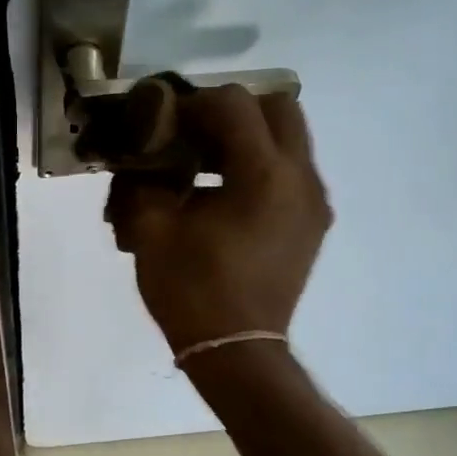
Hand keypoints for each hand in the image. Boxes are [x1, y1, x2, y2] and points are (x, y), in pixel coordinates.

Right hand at [104, 85, 329, 355]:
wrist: (236, 352)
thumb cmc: (192, 291)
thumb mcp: (152, 230)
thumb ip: (145, 180)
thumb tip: (143, 158)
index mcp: (264, 175)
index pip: (234, 104)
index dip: (193, 103)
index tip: (164, 122)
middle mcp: (301, 178)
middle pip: (278, 109)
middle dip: (233, 112)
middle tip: (193, 134)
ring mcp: (313, 203)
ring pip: (289, 141)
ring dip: (247, 140)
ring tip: (203, 166)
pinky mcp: (312, 225)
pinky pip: (290, 174)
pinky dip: (259, 169)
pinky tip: (222, 197)